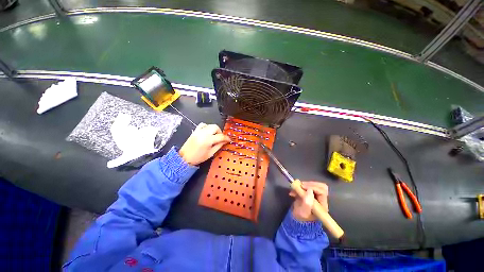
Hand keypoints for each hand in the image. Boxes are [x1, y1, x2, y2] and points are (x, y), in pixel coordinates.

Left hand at [179, 123, 230, 165]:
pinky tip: (207, 132)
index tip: (229, 140)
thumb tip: (225, 141)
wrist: (184, 158)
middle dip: (220, 132)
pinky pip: (203, 125)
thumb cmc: (198, 157)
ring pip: (210, 125)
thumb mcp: (210, 153)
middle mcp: (204, 133)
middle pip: (216, 127)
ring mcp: (199, 131)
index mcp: (208, 140)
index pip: (220, 136)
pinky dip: (207, 127)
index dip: (226, 138)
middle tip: (220, 138)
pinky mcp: (195, 131)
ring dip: (214, 129)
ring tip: (214, 135)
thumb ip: (218, 146)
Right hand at [289, 181, 328, 221]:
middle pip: (320, 186)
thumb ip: (307, 203)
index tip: (302, 187)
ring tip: (295, 189)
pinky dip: (299, 186)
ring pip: (314, 184)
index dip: (312, 187)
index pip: (322, 191)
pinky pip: (307, 186)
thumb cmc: (301, 218)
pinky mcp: (309, 193)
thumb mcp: (303, 212)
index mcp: (322, 205)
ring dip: (303, 185)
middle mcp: (320, 199)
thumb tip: (309, 190)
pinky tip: (293, 191)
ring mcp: (315, 196)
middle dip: (309, 184)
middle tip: (300, 186)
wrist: (296, 219)